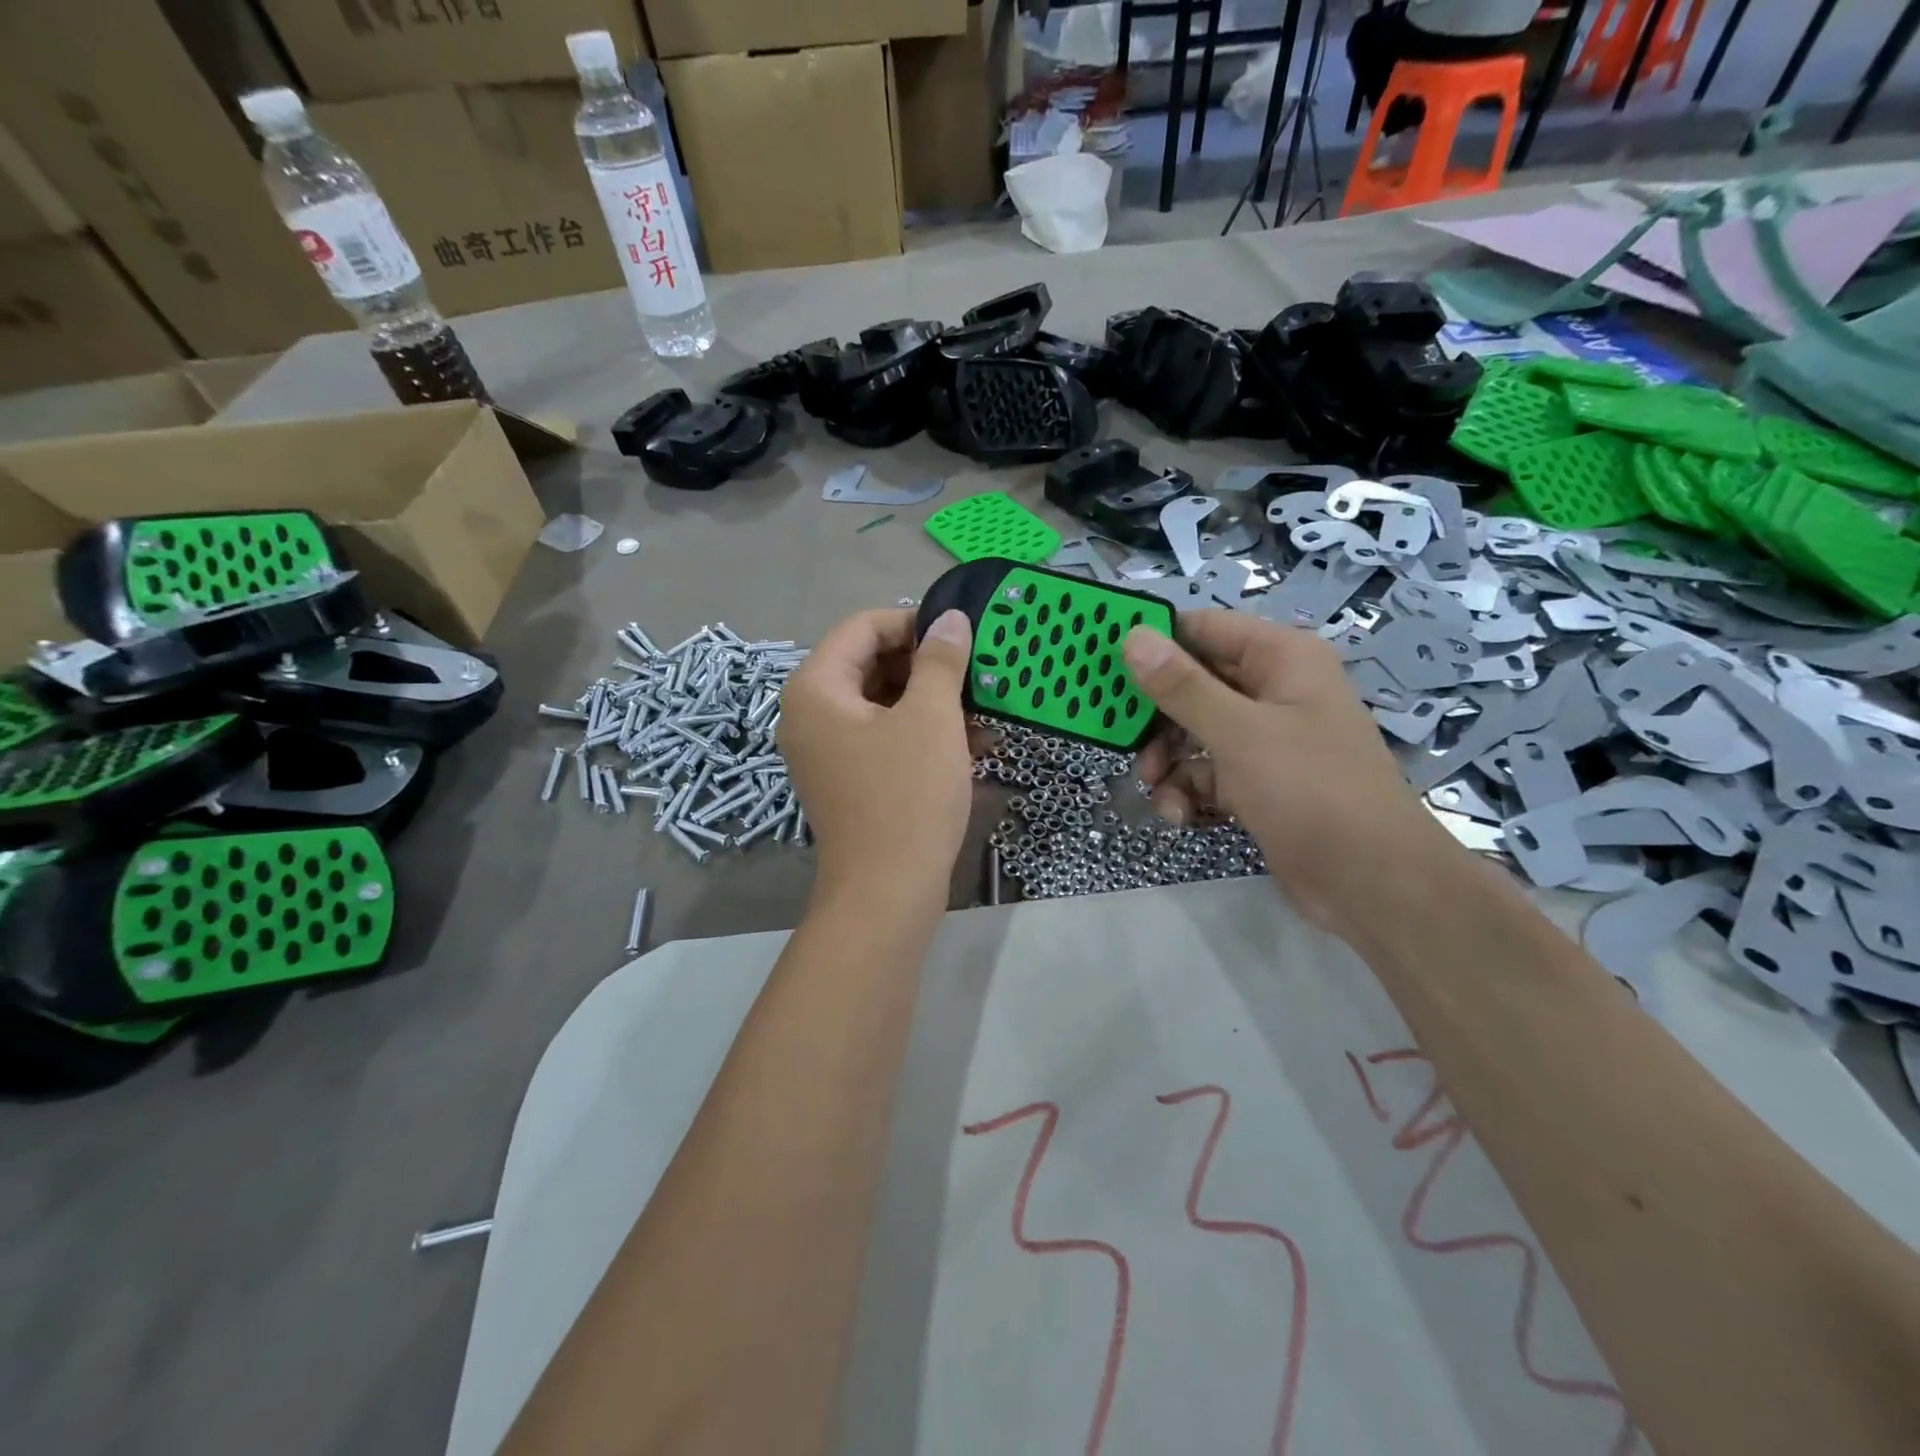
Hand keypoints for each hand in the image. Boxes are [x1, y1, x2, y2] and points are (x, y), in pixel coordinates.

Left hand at [780, 608, 975, 905]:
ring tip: (984, 710)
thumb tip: (951, 620)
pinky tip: (974, 744)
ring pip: (882, 703)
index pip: (862, 627)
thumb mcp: (931, 719)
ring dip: (932, 702)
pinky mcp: (848, 779)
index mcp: (816, 688)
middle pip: (870, 664)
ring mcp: (827, 750)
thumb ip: (941, 661)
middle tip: (976, 671)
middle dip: (926, 666)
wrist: (887, 893)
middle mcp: (811, 714)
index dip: (913, 622)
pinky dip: (923, 734)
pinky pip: (884, 738)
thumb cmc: (907, 796)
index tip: (960, 635)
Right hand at [1124, 610, 1457, 939]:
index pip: (1203, 630)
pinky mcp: (1258, 783)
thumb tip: (1132, 636)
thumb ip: (1181, 686)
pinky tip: (1180, 816)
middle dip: (1156, 717)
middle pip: (1193, 684)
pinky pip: (1208, 773)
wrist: (1372, 882)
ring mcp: (1266, 740)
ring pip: (1194, 733)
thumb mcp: (1239, 733)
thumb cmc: (1310, 790)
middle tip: (1123, 739)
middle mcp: (1273, 691)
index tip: (1105, 667)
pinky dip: (1189, 791)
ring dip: (1168, 761)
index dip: (1154, 644)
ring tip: (1155, 787)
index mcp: (1280, 659)